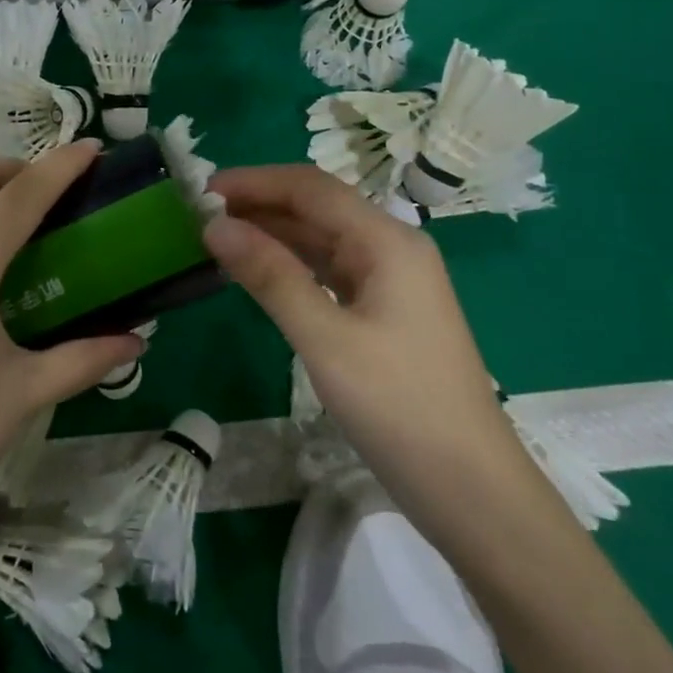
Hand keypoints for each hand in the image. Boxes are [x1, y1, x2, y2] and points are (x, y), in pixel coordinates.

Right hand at [204, 165, 520, 489]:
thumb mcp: (325, 339)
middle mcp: (392, 248)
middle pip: (318, 208)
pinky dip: (291, 264)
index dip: (254, 181)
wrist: (472, 491)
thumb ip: (270, 276)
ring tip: (218, 237)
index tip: (201, 189)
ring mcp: (392, 280)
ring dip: (272, 233)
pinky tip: (259, 272)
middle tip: (199, 215)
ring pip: (322, 239)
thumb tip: (215, 226)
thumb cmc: (399, 407)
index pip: (311, 188)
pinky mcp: (386, 311)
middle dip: (260, 204)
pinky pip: (330, 270)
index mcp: (387, 241)